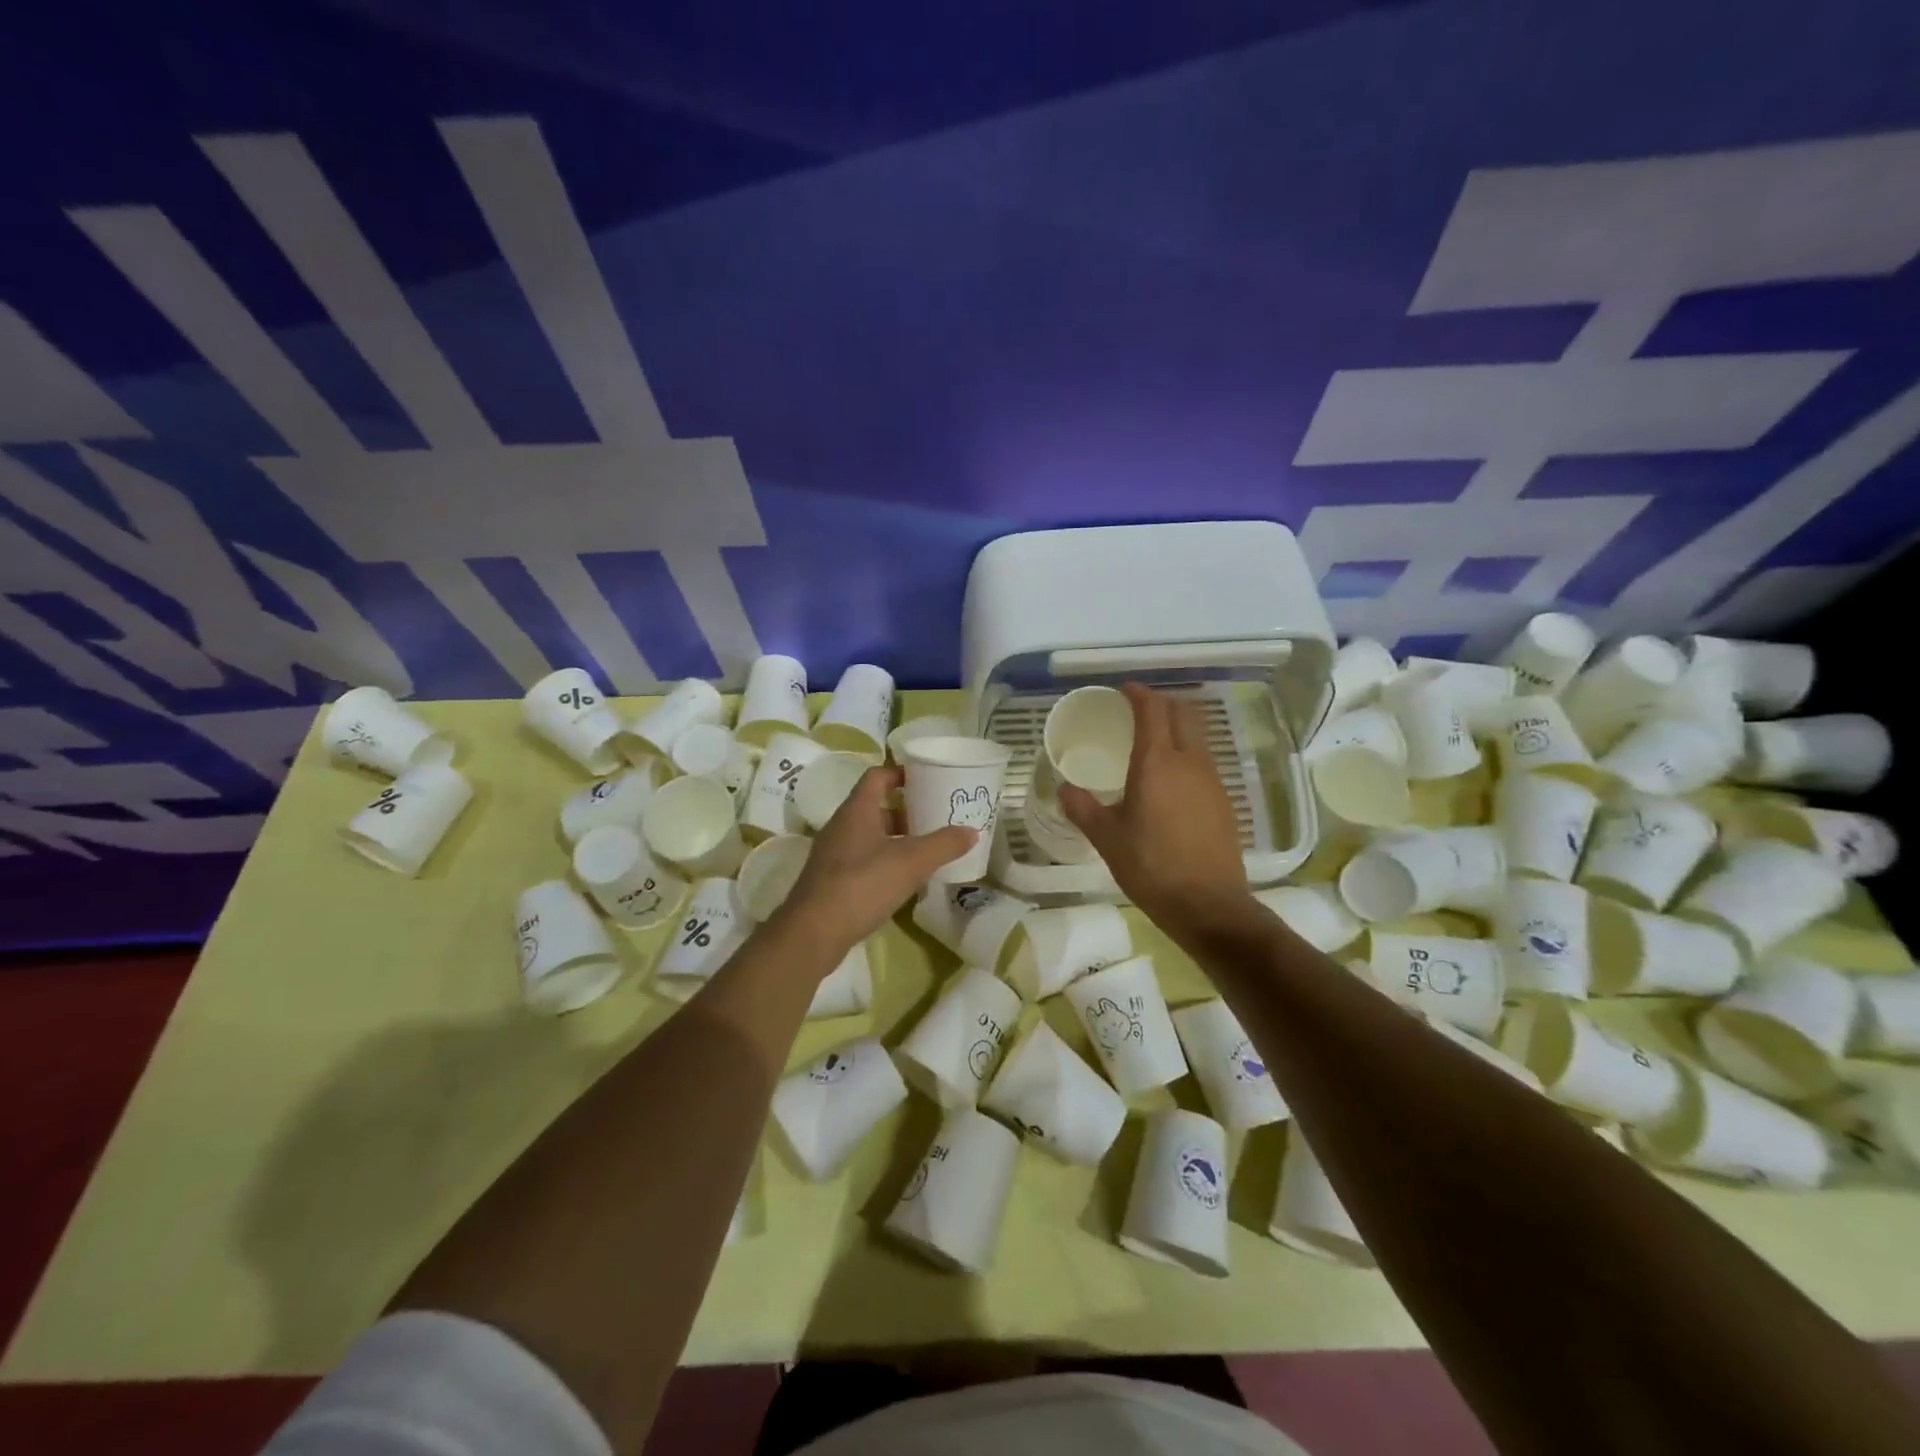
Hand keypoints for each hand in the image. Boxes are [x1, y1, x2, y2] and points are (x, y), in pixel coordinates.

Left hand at [775, 765, 974, 964]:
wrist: (813, 932)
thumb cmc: (862, 884)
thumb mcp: (911, 862)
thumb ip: (943, 844)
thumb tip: (972, 831)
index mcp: (856, 810)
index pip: (877, 776)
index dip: (901, 773)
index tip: (926, 779)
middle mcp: (841, 825)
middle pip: (875, 807)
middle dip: (905, 811)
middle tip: (934, 819)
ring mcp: (833, 854)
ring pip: (869, 836)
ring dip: (896, 839)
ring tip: (925, 850)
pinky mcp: (831, 880)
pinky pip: (862, 860)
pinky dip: (884, 862)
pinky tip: (904, 880)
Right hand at [1059, 683, 1248, 937]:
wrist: (1209, 905)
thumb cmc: (1151, 867)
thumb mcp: (1106, 838)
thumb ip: (1083, 808)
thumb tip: (1064, 788)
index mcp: (1157, 762)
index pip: (1152, 710)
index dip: (1138, 693)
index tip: (1123, 690)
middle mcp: (1189, 761)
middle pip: (1182, 713)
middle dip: (1161, 702)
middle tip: (1137, 710)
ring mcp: (1212, 779)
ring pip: (1197, 735)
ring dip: (1177, 726)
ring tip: (1152, 740)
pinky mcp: (1223, 799)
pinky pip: (1204, 760)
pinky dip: (1186, 752)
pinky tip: (1171, 779)